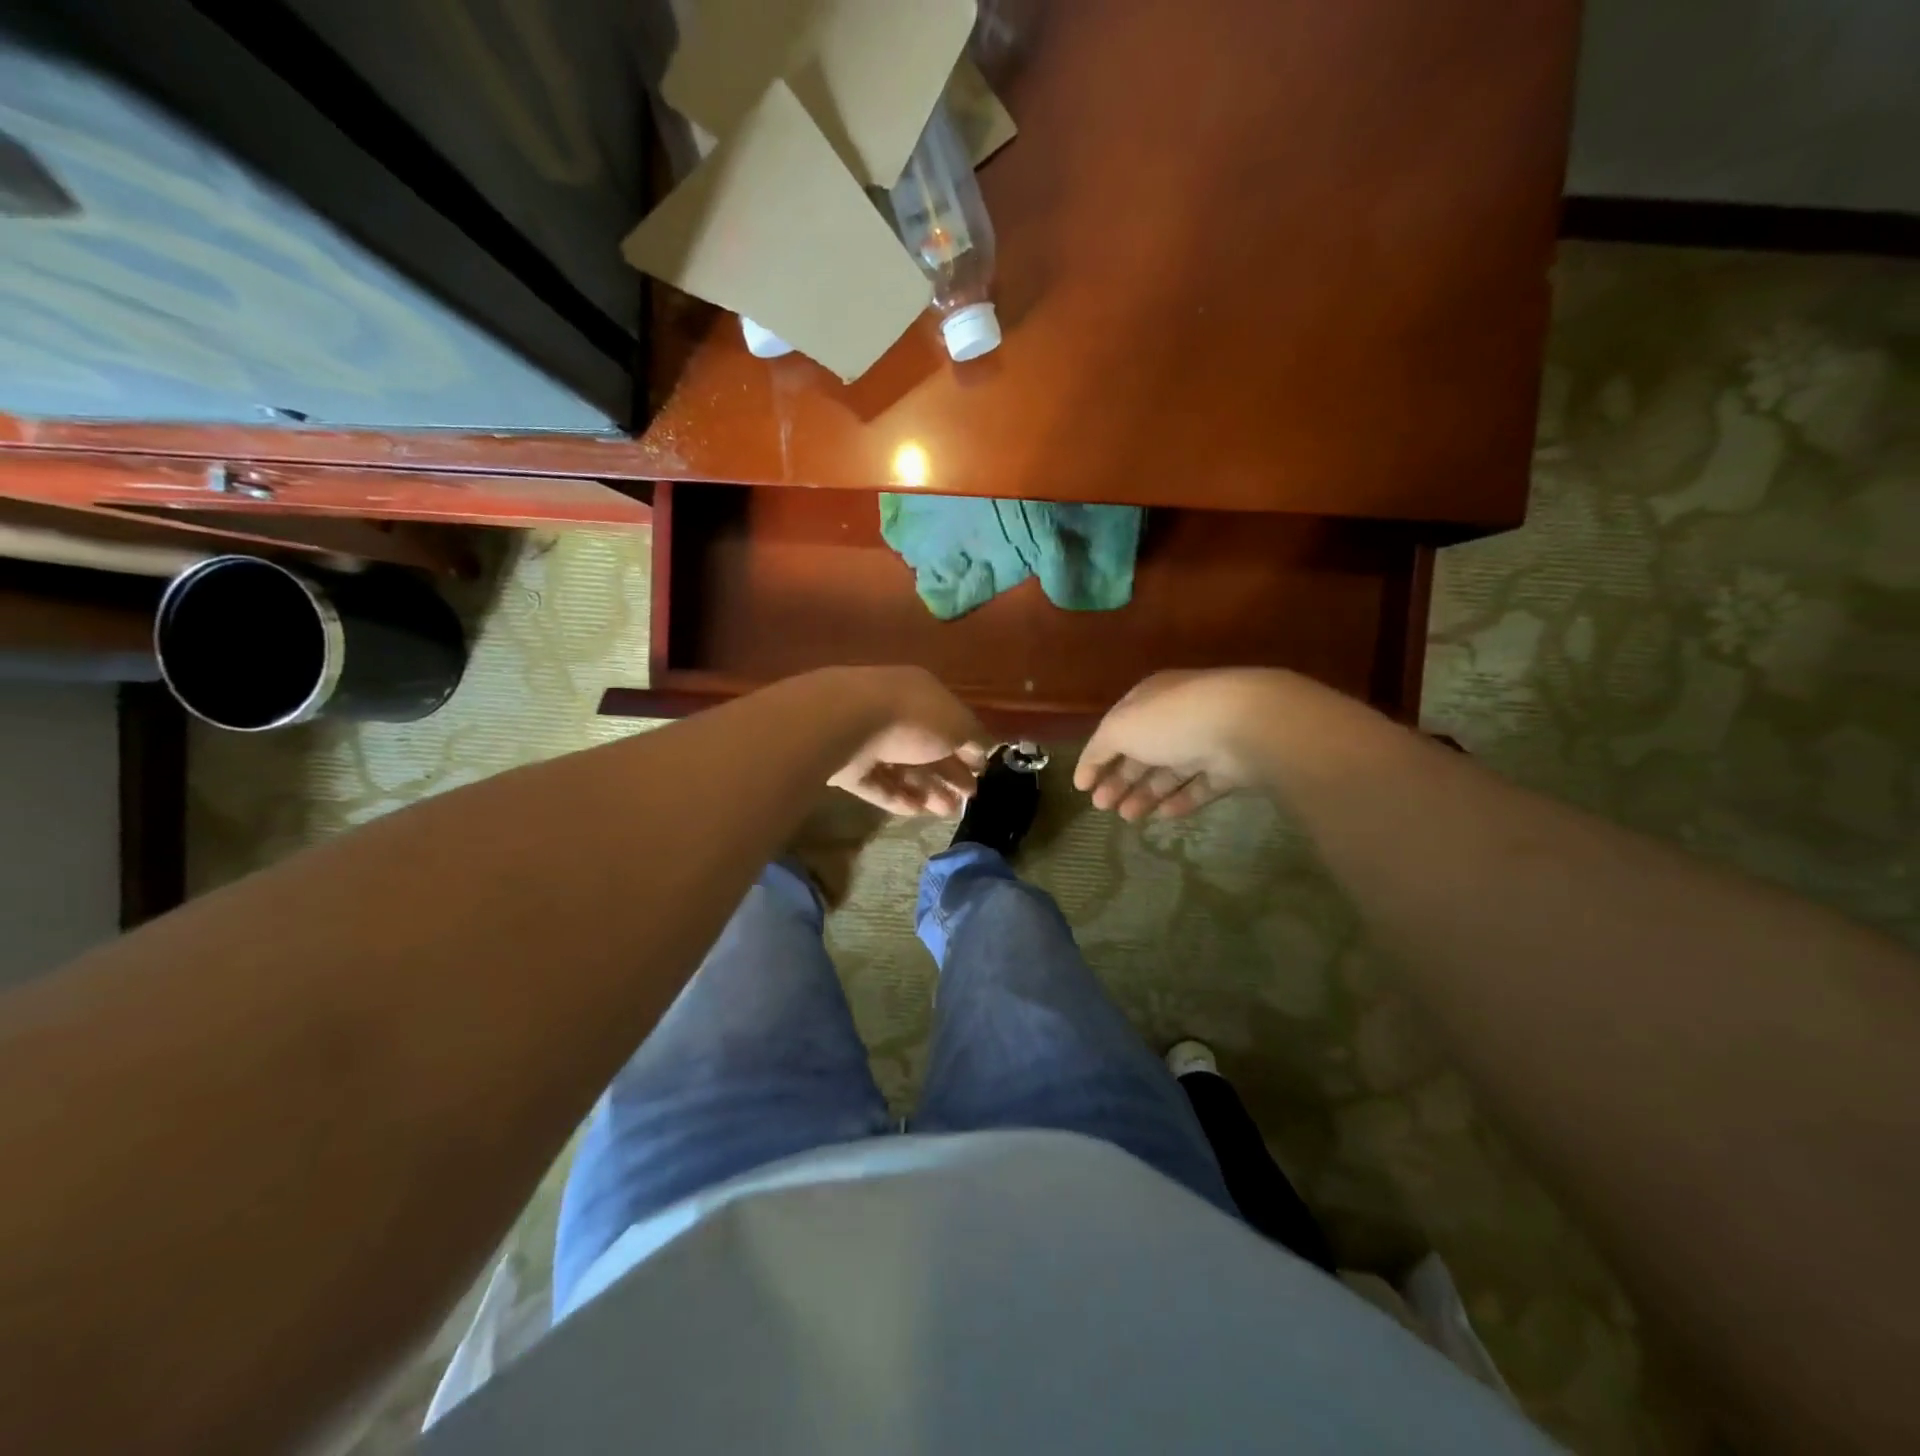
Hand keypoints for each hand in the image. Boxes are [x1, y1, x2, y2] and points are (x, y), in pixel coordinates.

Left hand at [822, 667, 988, 815]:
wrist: (846, 723)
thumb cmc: (913, 717)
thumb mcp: (958, 725)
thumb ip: (974, 739)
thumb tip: (982, 751)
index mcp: (922, 693)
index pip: (950, 721)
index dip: (968, 747)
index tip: (981, 773)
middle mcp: (895, 711)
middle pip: (927, 747)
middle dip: (949, 773)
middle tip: (968, 799)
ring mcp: (868, 738)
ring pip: (903, 766)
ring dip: (928, 789)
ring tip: (947, 812)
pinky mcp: (847, 765)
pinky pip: (877, 782)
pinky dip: (897, 797)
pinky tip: (916, 812)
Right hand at [1075, 669, 1285, 820]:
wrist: (1244, 724)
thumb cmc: (1171, 720)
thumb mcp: (1120, 727)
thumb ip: (1099, 748)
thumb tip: (1087, 769)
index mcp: (1148, 700)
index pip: (1115, 729)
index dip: (1096, 758)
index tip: (1082, 787)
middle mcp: (1176, 717)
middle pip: (1141, 752)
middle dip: (1119, 780)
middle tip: (1102, 807)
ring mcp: (1205, 741)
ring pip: (1169, 771)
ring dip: (1144, 794)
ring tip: (1127, 818)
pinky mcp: (1231, 766)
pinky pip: (1201, 786)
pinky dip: (1180, 800)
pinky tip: (1163, 816)